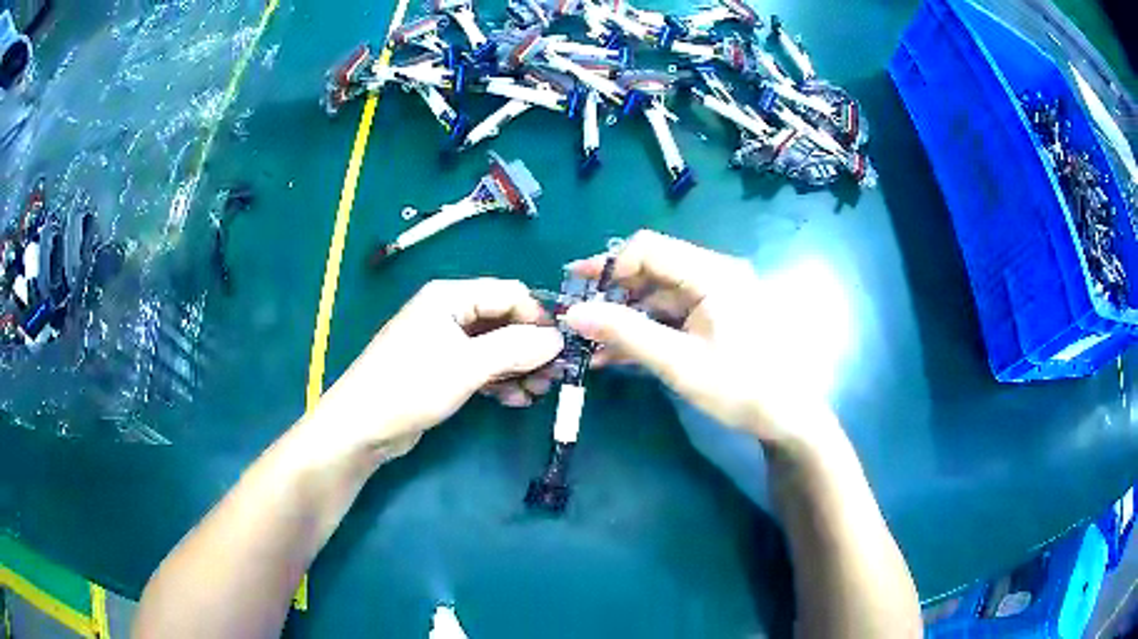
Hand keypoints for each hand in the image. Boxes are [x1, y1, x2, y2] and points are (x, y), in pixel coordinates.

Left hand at [314, 278, 563, 462]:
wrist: (362, 427)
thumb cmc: (411, 386)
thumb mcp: (467, 365)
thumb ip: (515, 348)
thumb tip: (558, 339)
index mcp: (450, 297)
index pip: (509, 293)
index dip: (538, 317)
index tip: (563, 347)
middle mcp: (449, 313)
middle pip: (503, 321)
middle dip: (530, 347)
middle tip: (555, 377)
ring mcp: (444, 343)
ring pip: (495, 347)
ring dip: (518, 367)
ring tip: (538, 392)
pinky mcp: (442, 369)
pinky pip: (481, 367)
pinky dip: (500, 380)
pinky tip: (516, 400)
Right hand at [564, 230, 838, 455]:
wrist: (787, 418)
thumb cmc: (739, 387)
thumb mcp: (678, 362)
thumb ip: (625, 333)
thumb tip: (573, 313)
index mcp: (712, 273)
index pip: (649, 249)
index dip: (609, 265)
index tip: (576, 289)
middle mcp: (714, 274)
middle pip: (652, 269)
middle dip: (613, 293)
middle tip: (577, 317)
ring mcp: (716, 296)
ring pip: (658, 295)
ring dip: (625, 317)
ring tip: (590, 343)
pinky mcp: (714, 317)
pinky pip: (672, 314)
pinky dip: (645, 330)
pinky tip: (616, 353)